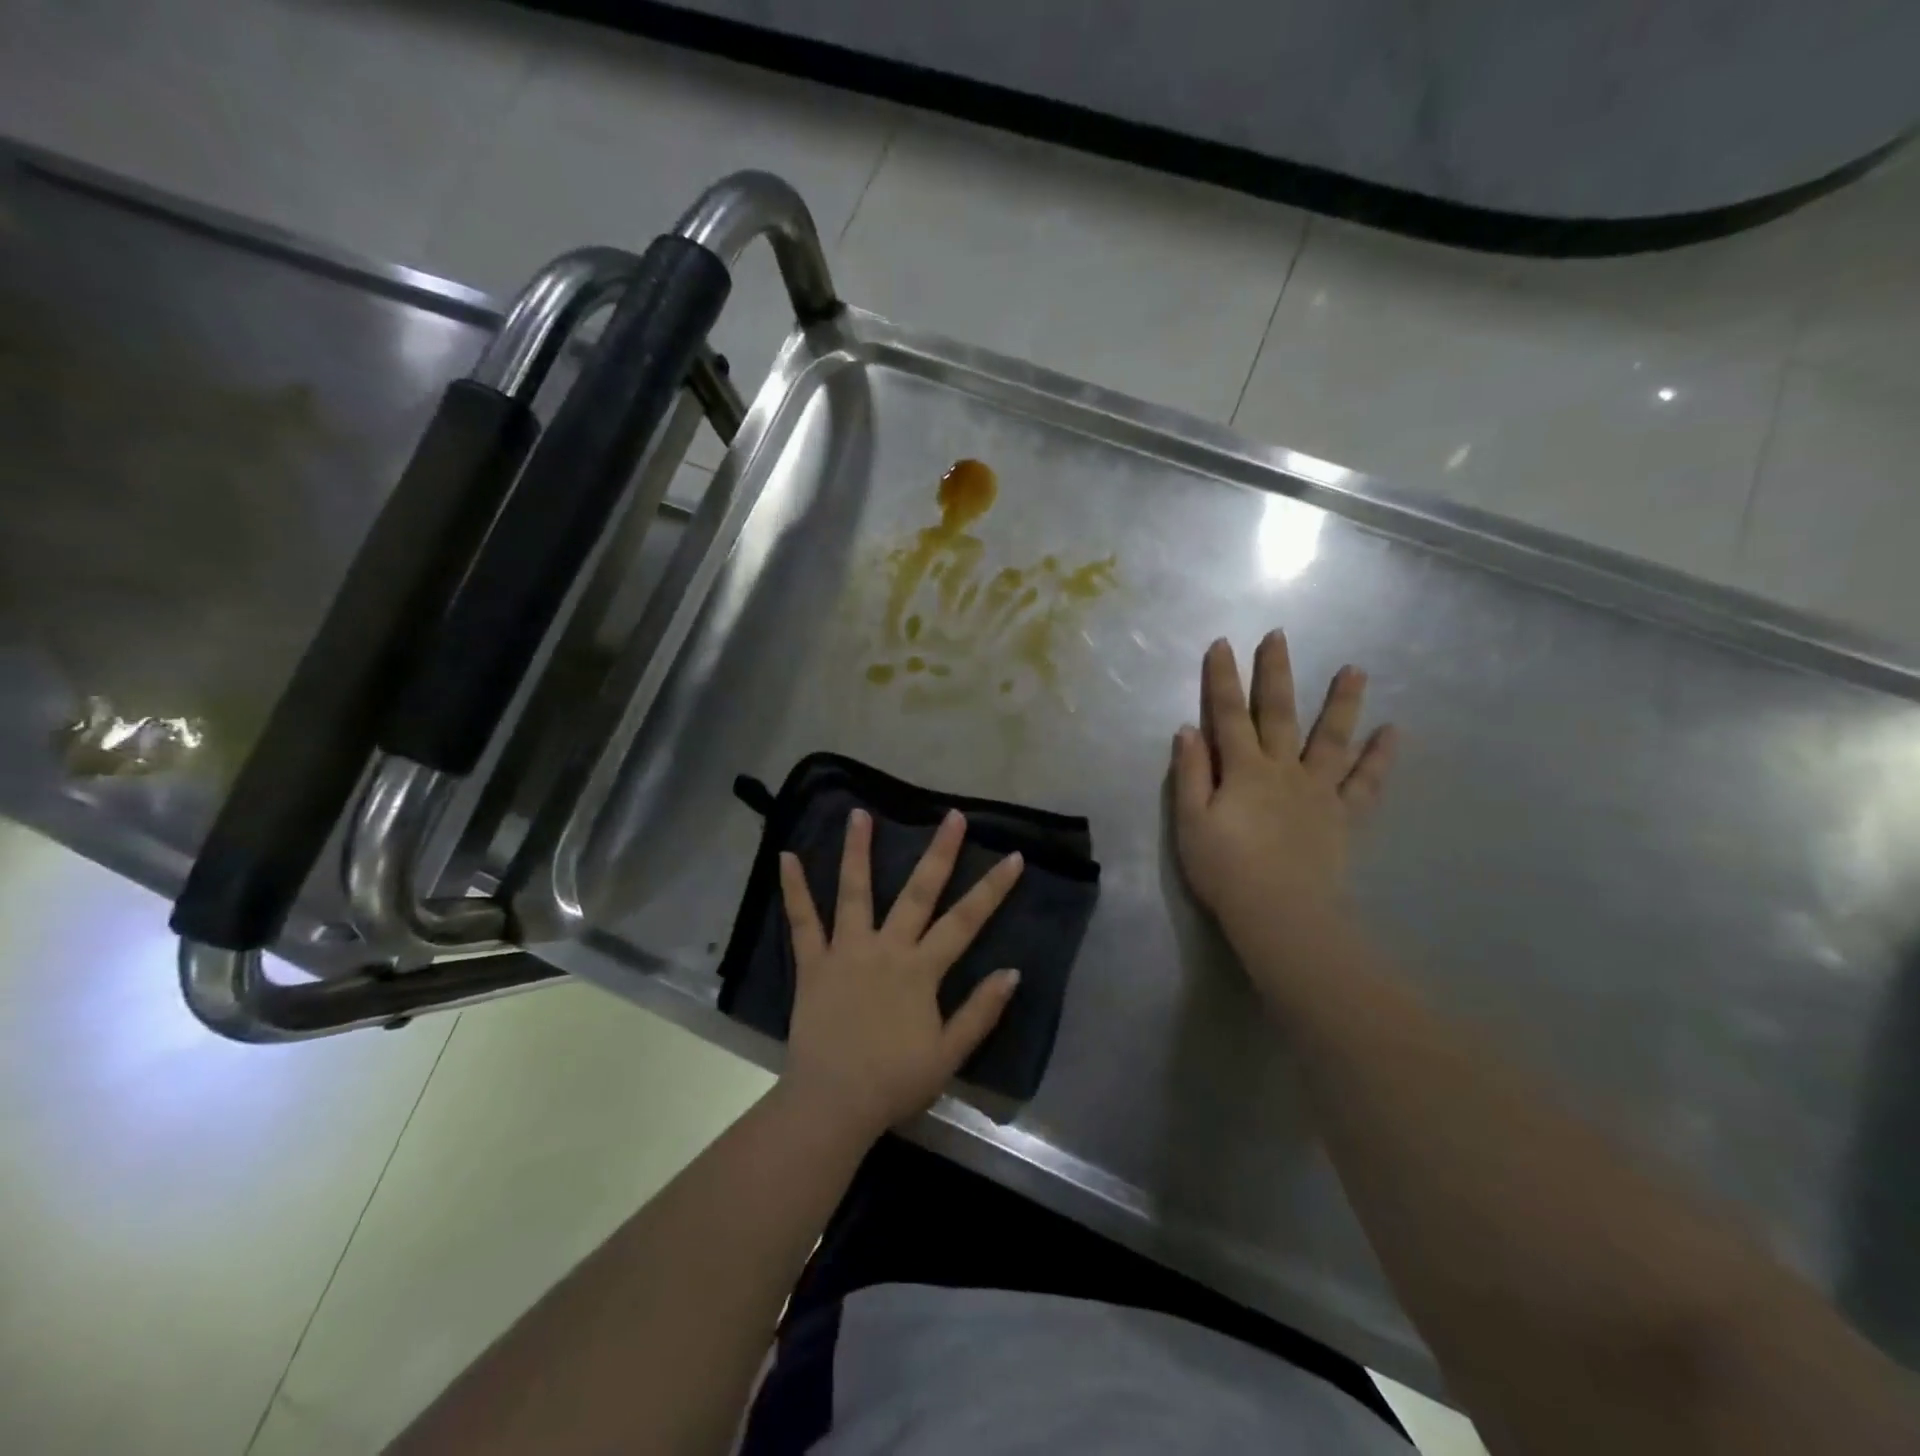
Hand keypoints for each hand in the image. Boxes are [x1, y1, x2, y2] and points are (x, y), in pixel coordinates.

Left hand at [778, 808, 1024, 1140]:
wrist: (832, 1104)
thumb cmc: (894, 1082)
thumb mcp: (949, 1055)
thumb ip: (980, 1012)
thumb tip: (1012, 972)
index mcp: (921, 970)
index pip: (966, 921)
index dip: (992, 888)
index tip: (1012, 856)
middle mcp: (886, 948)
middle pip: (918, 893)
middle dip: (939, 852)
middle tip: (952, 816)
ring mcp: (846, 951)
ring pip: (854, 893)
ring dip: (857, 851)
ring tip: (859, 813)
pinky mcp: (813, 964)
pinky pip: (802, 922)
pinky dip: (793, 890)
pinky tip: (785, 857)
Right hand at [1171, 633, 1396, 958]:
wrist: (1281, 914)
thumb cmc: (1226, 870)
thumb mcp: (1191, 822)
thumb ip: (1190, 774)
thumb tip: (1187, 730)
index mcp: (1243, 770)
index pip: (1228, 715)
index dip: (1222, 679)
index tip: (1222, 644)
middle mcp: (1284, 769)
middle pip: (1279, 713)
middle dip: (1276, 673)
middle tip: (1280, 636)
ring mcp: (1319, 791)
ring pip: (1332, 738)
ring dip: (1342, 702)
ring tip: (1356, 669)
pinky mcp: (1343, 816)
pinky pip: (1366, 782)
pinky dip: (1380, 757)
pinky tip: (1393, 732)